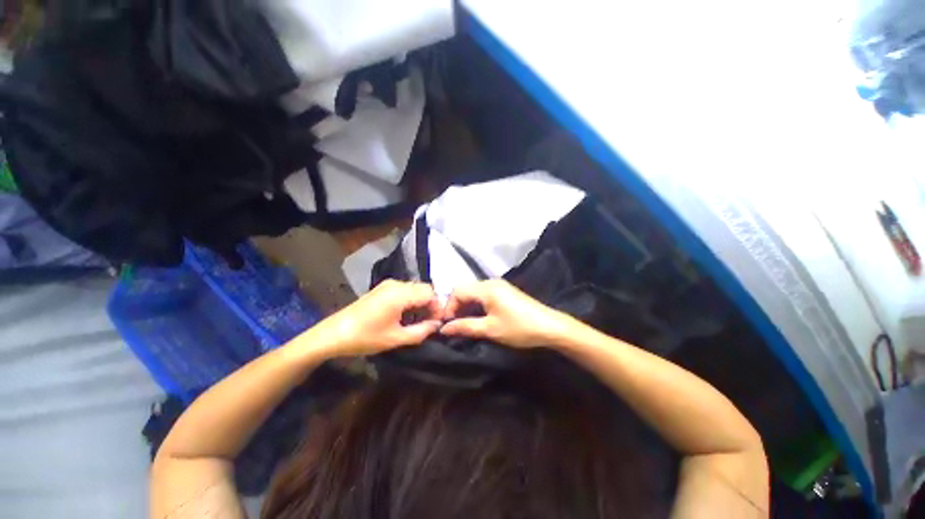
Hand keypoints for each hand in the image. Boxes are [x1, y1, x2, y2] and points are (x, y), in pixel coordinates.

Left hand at [304, 280, 441, 357]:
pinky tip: (406, 315)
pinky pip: (405, 290)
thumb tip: (437, 325)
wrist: (333, 334)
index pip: (430, 293)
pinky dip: (411, 300)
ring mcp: (388, 285)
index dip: (438, 307)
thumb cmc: (365, 337)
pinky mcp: (382, 288)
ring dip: (421, 302)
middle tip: (430, 322)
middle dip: (431, 304)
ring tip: (419, 320)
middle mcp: (396, 284)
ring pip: (415, 289)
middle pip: (424, 288)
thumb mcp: (396, 338)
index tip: (438, 323)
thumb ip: (421, 331)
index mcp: (400, 294)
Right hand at [440, 280, 572, 348]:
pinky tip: (479, 318)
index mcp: (486, 288)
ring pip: (474, 292)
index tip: (447, 325)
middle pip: (465, 290)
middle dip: (457, 307)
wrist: (550, 327)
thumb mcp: (490, 329)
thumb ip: (465, 327)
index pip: (457, 291)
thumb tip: (443, 329)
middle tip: (455, 325)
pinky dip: (477, 305)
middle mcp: (491, 282)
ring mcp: (499, 286)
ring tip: (465, 324)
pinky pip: (484, 295)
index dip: (449, 307)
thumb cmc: (518, 328)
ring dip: (467, 306)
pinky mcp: (505, 291)